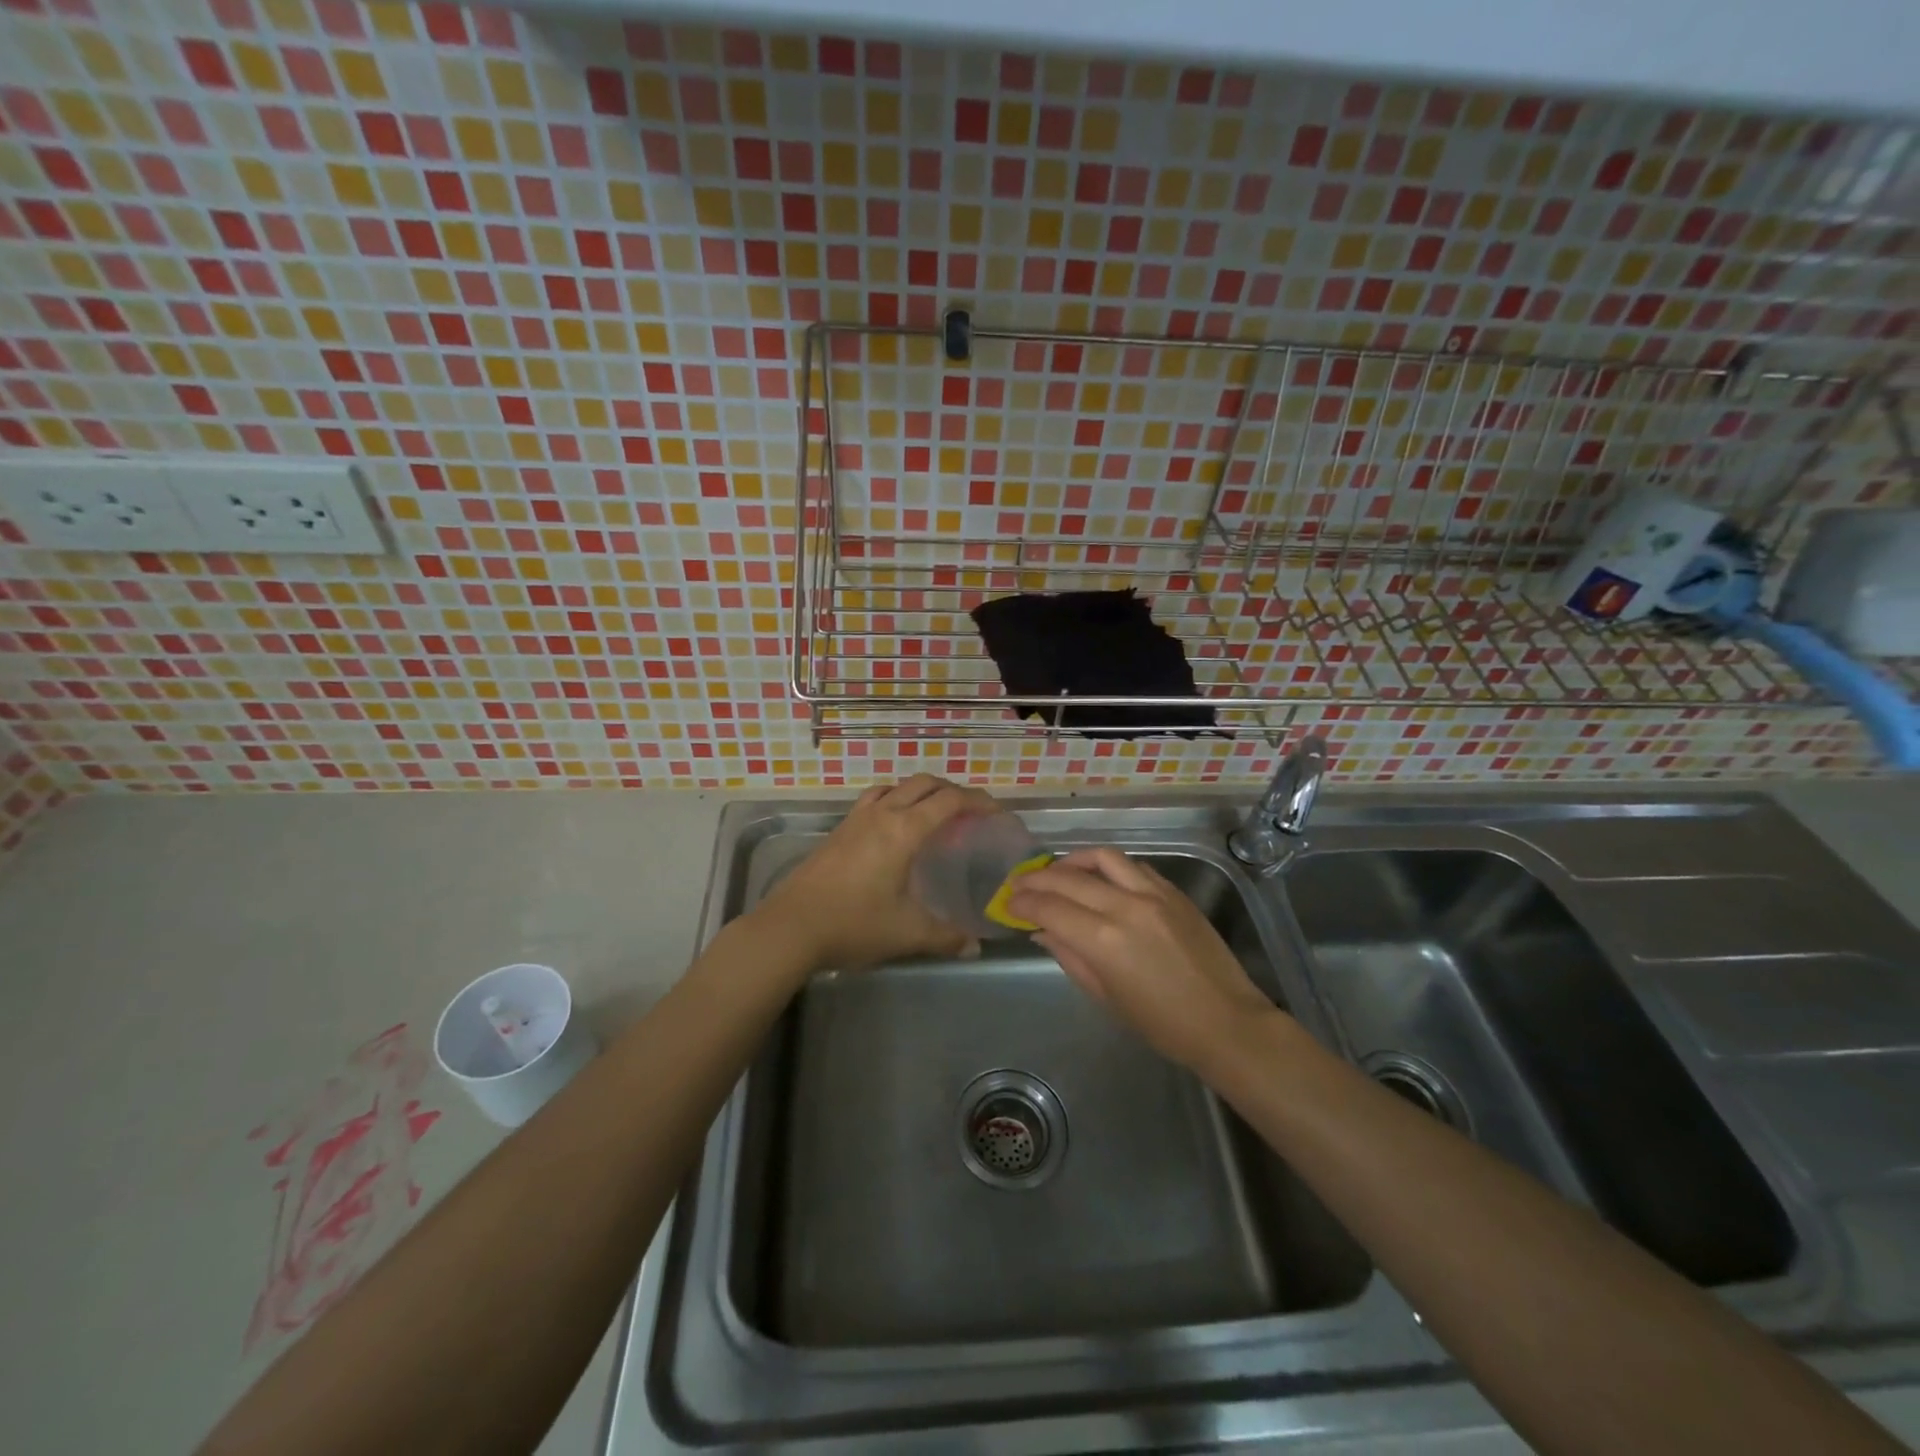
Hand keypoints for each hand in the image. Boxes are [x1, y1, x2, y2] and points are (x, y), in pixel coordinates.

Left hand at [753, 775, 996, 972]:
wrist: (790, 927)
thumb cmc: (853, 924)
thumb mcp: (907, 933)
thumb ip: (946, 936)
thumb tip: (975, 945)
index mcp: (904, 830)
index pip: (950, 800)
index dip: (978, 801)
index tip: (997, 813)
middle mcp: (882, 814)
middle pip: (924, 783)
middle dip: (953, 791)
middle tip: (971, 813)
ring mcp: (856, 818)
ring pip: (896, 786)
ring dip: (921, 791)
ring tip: (934, 814)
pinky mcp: (838, 830)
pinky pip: (874, 799)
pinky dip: (895, 800)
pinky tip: (893, 827)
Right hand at [1007, 847, 1282, 1070]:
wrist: (1226, 1022)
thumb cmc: (1161, 1023)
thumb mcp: (1105, 996)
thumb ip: (1069, 956)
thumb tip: (1041, 931)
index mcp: (1103, 940)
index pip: (1050, 908)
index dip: (1023, 903)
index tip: (1008, 903)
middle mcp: (1124, 906)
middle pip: (1068, 878)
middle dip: (1037, 878)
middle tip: (1019, 883)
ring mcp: (1152, 893)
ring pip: (1102, 858)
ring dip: (1072, 861)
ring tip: (1057, 871)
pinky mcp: (1173, 891)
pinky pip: (1133, 866)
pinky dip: (1109, 867)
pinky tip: (1099, 878)